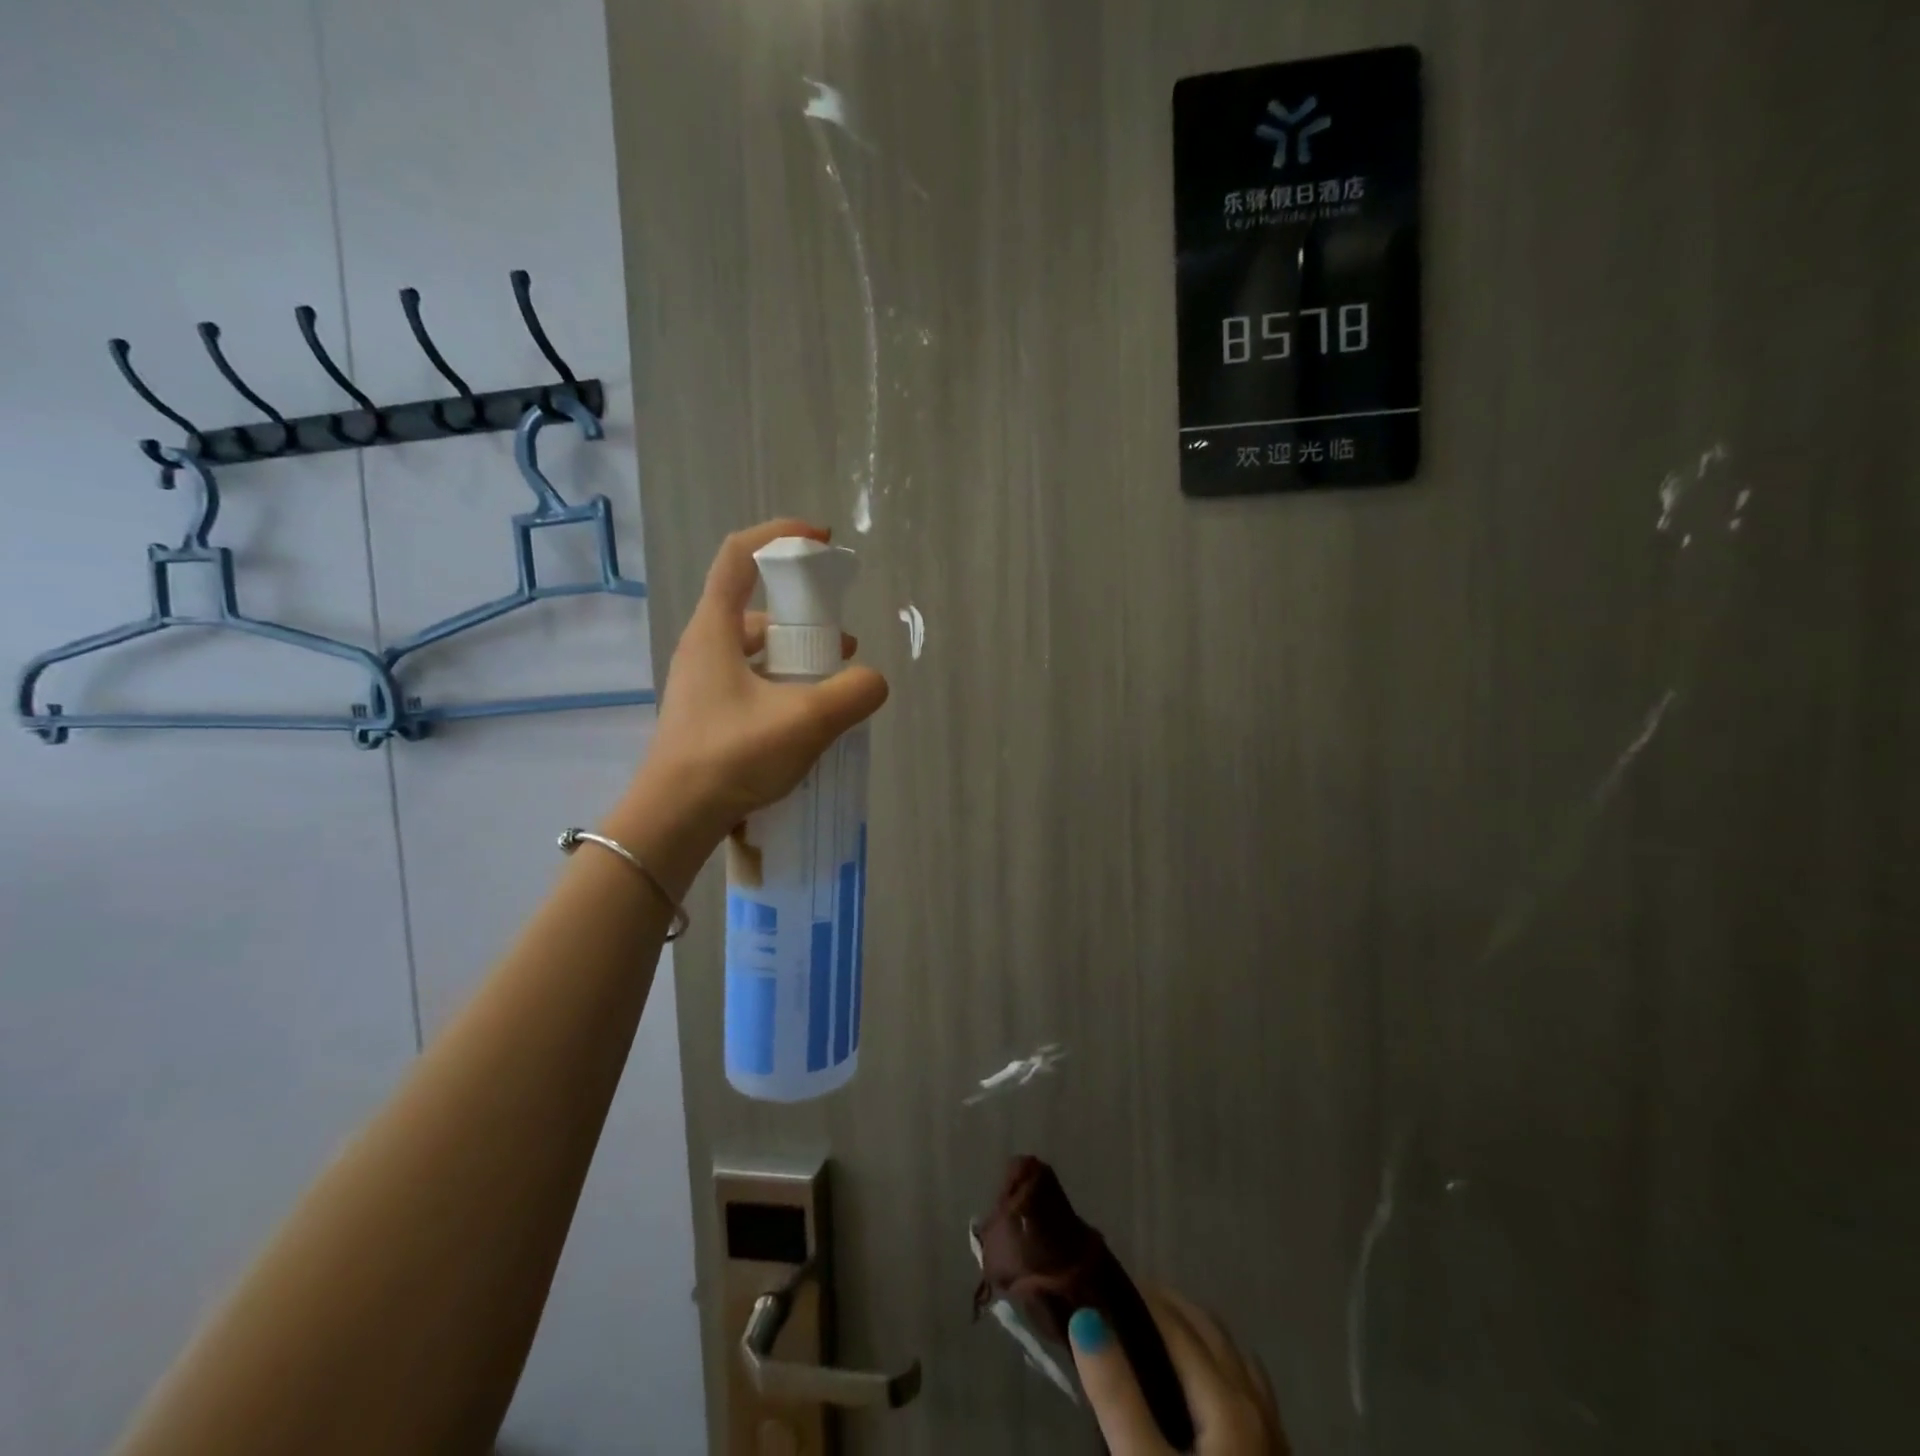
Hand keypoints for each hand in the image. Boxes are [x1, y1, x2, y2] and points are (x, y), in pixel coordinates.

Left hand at [628, 519, 888, 856]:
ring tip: (832, 687)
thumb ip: (852, 694)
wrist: (673, 819)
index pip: (739, 555)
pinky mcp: (706, 715)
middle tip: (840, 645)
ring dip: (795, 657)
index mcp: (714, 630)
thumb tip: (874, 681)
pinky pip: (750, 683)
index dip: (780, 536)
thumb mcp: (805, 721)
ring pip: (754, 651)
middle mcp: (702, 647)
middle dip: (803, 617)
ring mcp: (700, 683)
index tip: (821, 541)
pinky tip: (804, 719)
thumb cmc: (732, 756)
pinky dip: (782, 687)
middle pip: (754, 608)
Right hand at [1070, 1289, 1286, 1455]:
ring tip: (1154, 1337)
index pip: (1175, 1324)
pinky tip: (1197, 1391)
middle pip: (1209, 1330)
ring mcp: (1275, 1436)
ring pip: (1233, 1356)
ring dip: (1195, 1332)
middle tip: (1120, 1304)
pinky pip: (1247, 1388)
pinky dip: (1218, 1364)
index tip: (1100, 1283)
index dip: (1138, 1297)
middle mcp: (1257, 1405)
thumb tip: (1086, 1317)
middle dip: (1167, 1306)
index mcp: (1228, 1401)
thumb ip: (1117, 1396)